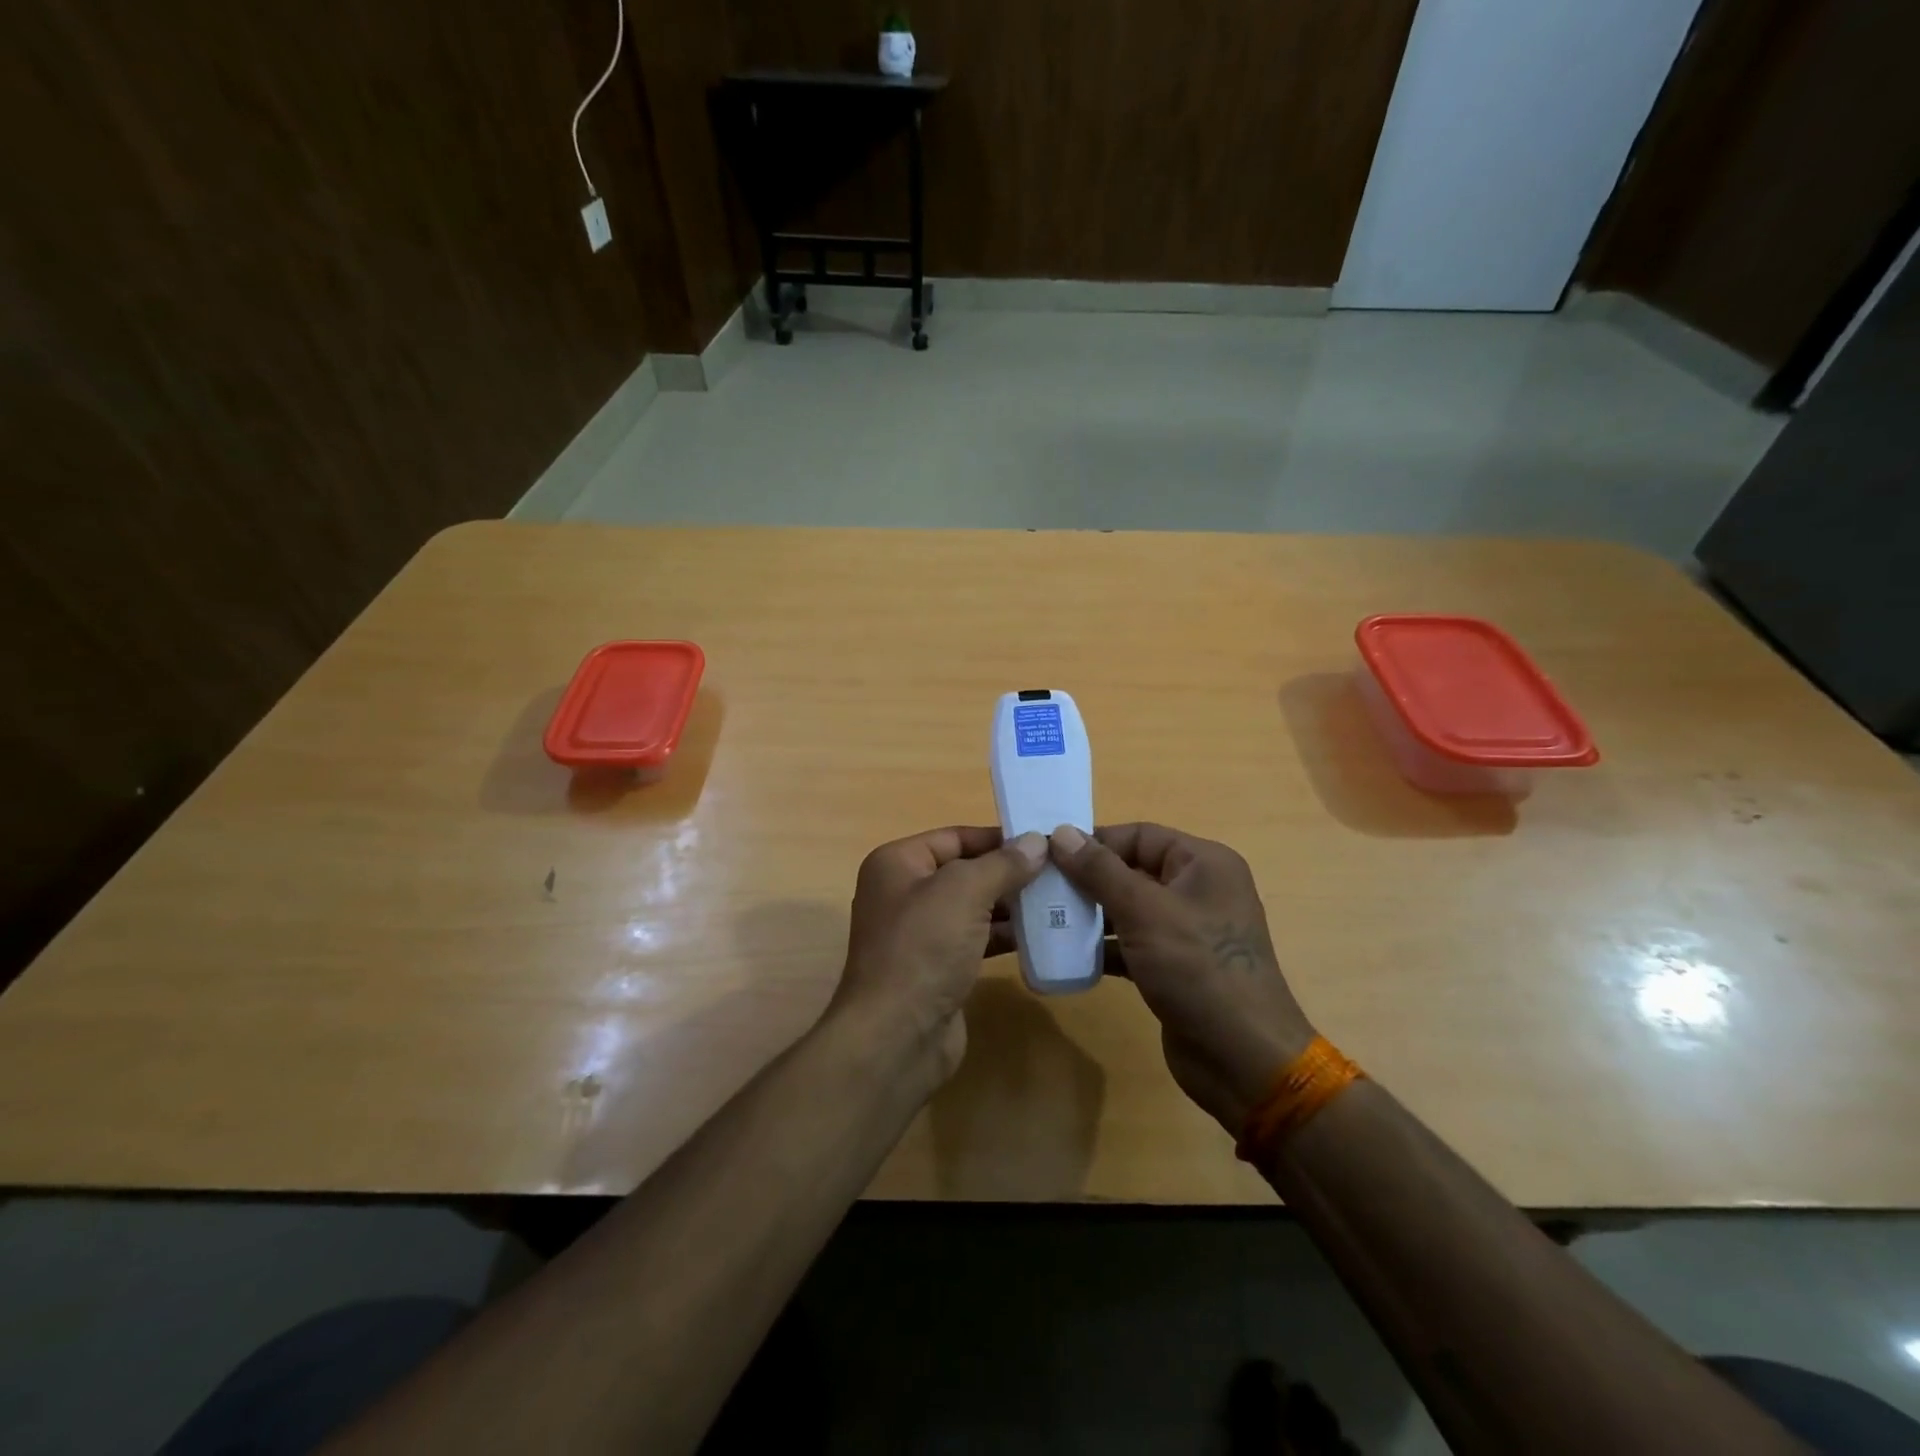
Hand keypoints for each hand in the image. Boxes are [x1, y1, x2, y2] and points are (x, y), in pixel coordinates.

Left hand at [834, 826, 1047, 1081]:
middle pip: (964, 871)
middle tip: (1058, 872)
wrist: (896, 1036)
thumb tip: (1036, 841)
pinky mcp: (937, 967)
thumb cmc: (923, 948)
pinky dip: (1004, 935)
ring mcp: (920, 934)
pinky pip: (975, 940)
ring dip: (1011, 904)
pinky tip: (1040, 935)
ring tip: (1057, 900)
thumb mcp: (964, 892)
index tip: (1042, 840)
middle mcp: (903, 893)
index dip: (997, 837)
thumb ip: (1002, 863)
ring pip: (973, 907)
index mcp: (897, 864)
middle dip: (1008, 871)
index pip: (954, 837)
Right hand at [1050, 823, 1314, 1134]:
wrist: (1243, 1059)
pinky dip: (1105, 947)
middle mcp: (1198, 890)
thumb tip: (1061, 832)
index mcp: (1204, 863)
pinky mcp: (1176, 967)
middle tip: (1041, 887)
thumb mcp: (1144, 911)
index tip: (1048, 854)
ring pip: (1130, 908)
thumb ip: (1100, 870)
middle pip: (1133, 870)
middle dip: (1088, 879)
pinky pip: (1133, 944)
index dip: (1095, 841)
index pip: (1140, 835)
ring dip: (1091, 914)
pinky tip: (1068, 955)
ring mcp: (1188, 931)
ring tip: (1047, 918)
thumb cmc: (1198, 969)